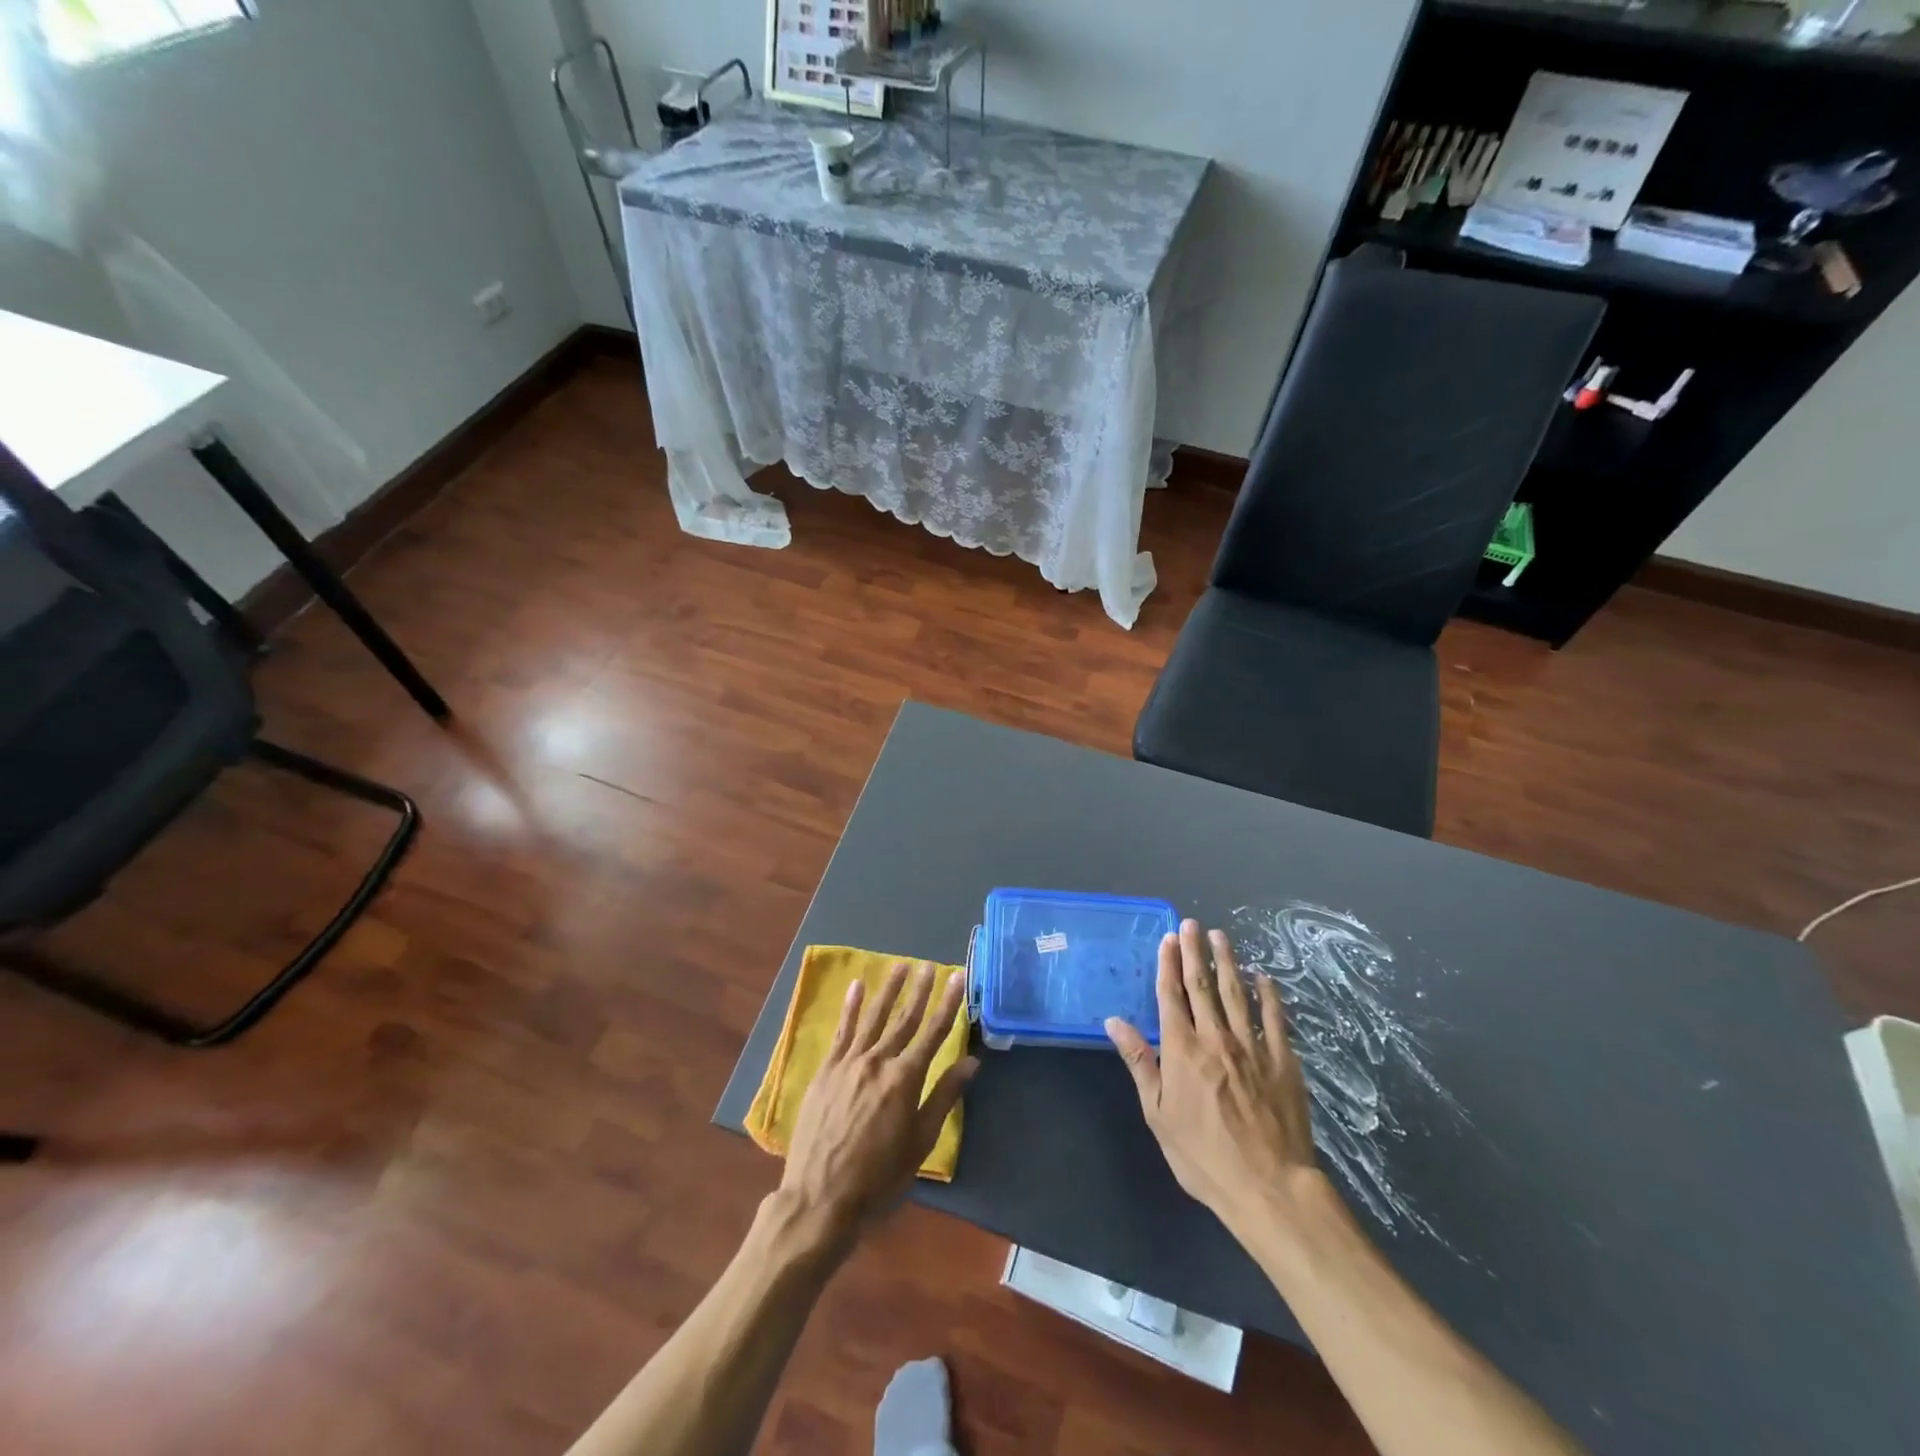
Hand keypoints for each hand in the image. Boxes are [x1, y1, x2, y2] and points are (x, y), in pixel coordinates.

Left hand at [779, 961, 977, 1249]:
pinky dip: (851, 1007)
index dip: (948, 1003)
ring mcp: (849, 1063)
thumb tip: (970, 1061)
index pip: (934, 1032)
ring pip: (874, 1017)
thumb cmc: (879, 1178)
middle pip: (905, 1018)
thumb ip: (944, 1096)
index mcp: (906, 1078)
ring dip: (889, 990)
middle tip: (929, 965)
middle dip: (920, 990)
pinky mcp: (827, 1070)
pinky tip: (857, 987)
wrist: (820, 1198)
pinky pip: (842, 1031)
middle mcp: (879, 1061)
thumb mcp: (920, 1142)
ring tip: (900, 965)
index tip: (957, 977)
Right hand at [1107, 919, 1323, 1239]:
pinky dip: (1268, 994)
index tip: (1169, 939)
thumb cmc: (1203, 1156)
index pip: (1172, 995)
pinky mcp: (1284, 1061)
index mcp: (1182, 1049)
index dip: (1168, 964)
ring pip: (1237, 993)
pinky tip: (1264, 977)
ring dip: (1227, 962)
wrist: (1269, 1187)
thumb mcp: (1158, 1114)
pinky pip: (1275, 1018)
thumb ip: (1139, 1062)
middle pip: (1202, 986)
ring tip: (1221, 937)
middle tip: (1192, 924)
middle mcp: (1215, 1037)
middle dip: (1195, 952)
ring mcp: (1252, 1047)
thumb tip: (1115, 1021)